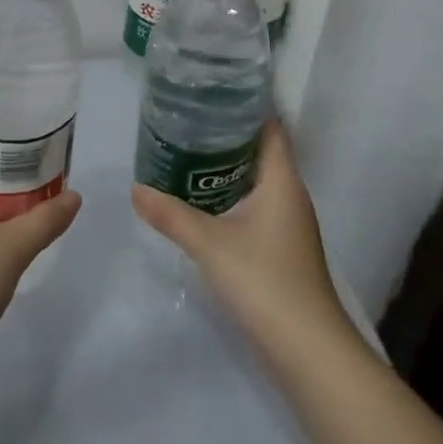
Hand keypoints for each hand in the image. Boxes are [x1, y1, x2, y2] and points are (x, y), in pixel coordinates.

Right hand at [131, 121, 347, 353]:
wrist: (307, 350)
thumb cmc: (264, 280)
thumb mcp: (210, 243)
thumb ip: (171, 214)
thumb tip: (136, 188)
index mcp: (282, 180)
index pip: (270, 128)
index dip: (246, 107)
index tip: (213, 94)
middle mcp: (290, 195)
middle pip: (261, 152)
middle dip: (227, 137)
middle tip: (187, 121)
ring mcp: (288, 225)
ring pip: (256, 182)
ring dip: (227, 170)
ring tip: (186, 155)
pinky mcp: (281, 250)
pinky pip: (255, 208)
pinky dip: (231, 198)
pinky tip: (202, 203)